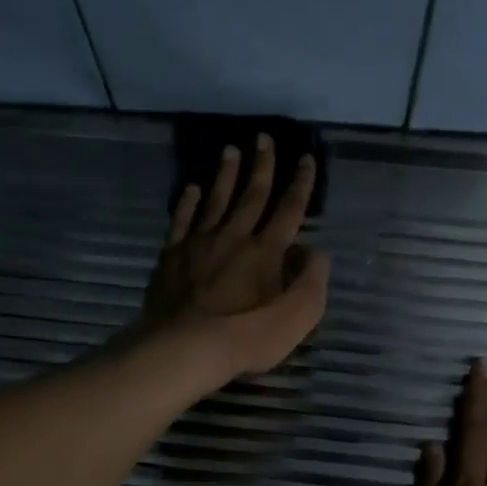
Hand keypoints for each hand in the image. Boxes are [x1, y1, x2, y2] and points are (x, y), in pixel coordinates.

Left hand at [133, 133, 330, 387]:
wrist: (186, 347)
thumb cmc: (247, 336)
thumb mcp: (298, 316)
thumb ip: (312, 280)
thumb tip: (314, 251)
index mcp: (267, 250)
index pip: (290, 209)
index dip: (301, 183)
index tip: (306, 158)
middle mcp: (235, 236)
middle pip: (252, 194)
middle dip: (262, 165)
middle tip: (264, 138)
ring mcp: (200, 243)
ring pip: (216, 199)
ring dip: (226, 174)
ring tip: (230, 150)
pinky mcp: (172, 256)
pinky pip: (182, 221)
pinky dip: (188, 203)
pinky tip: (191, 189)